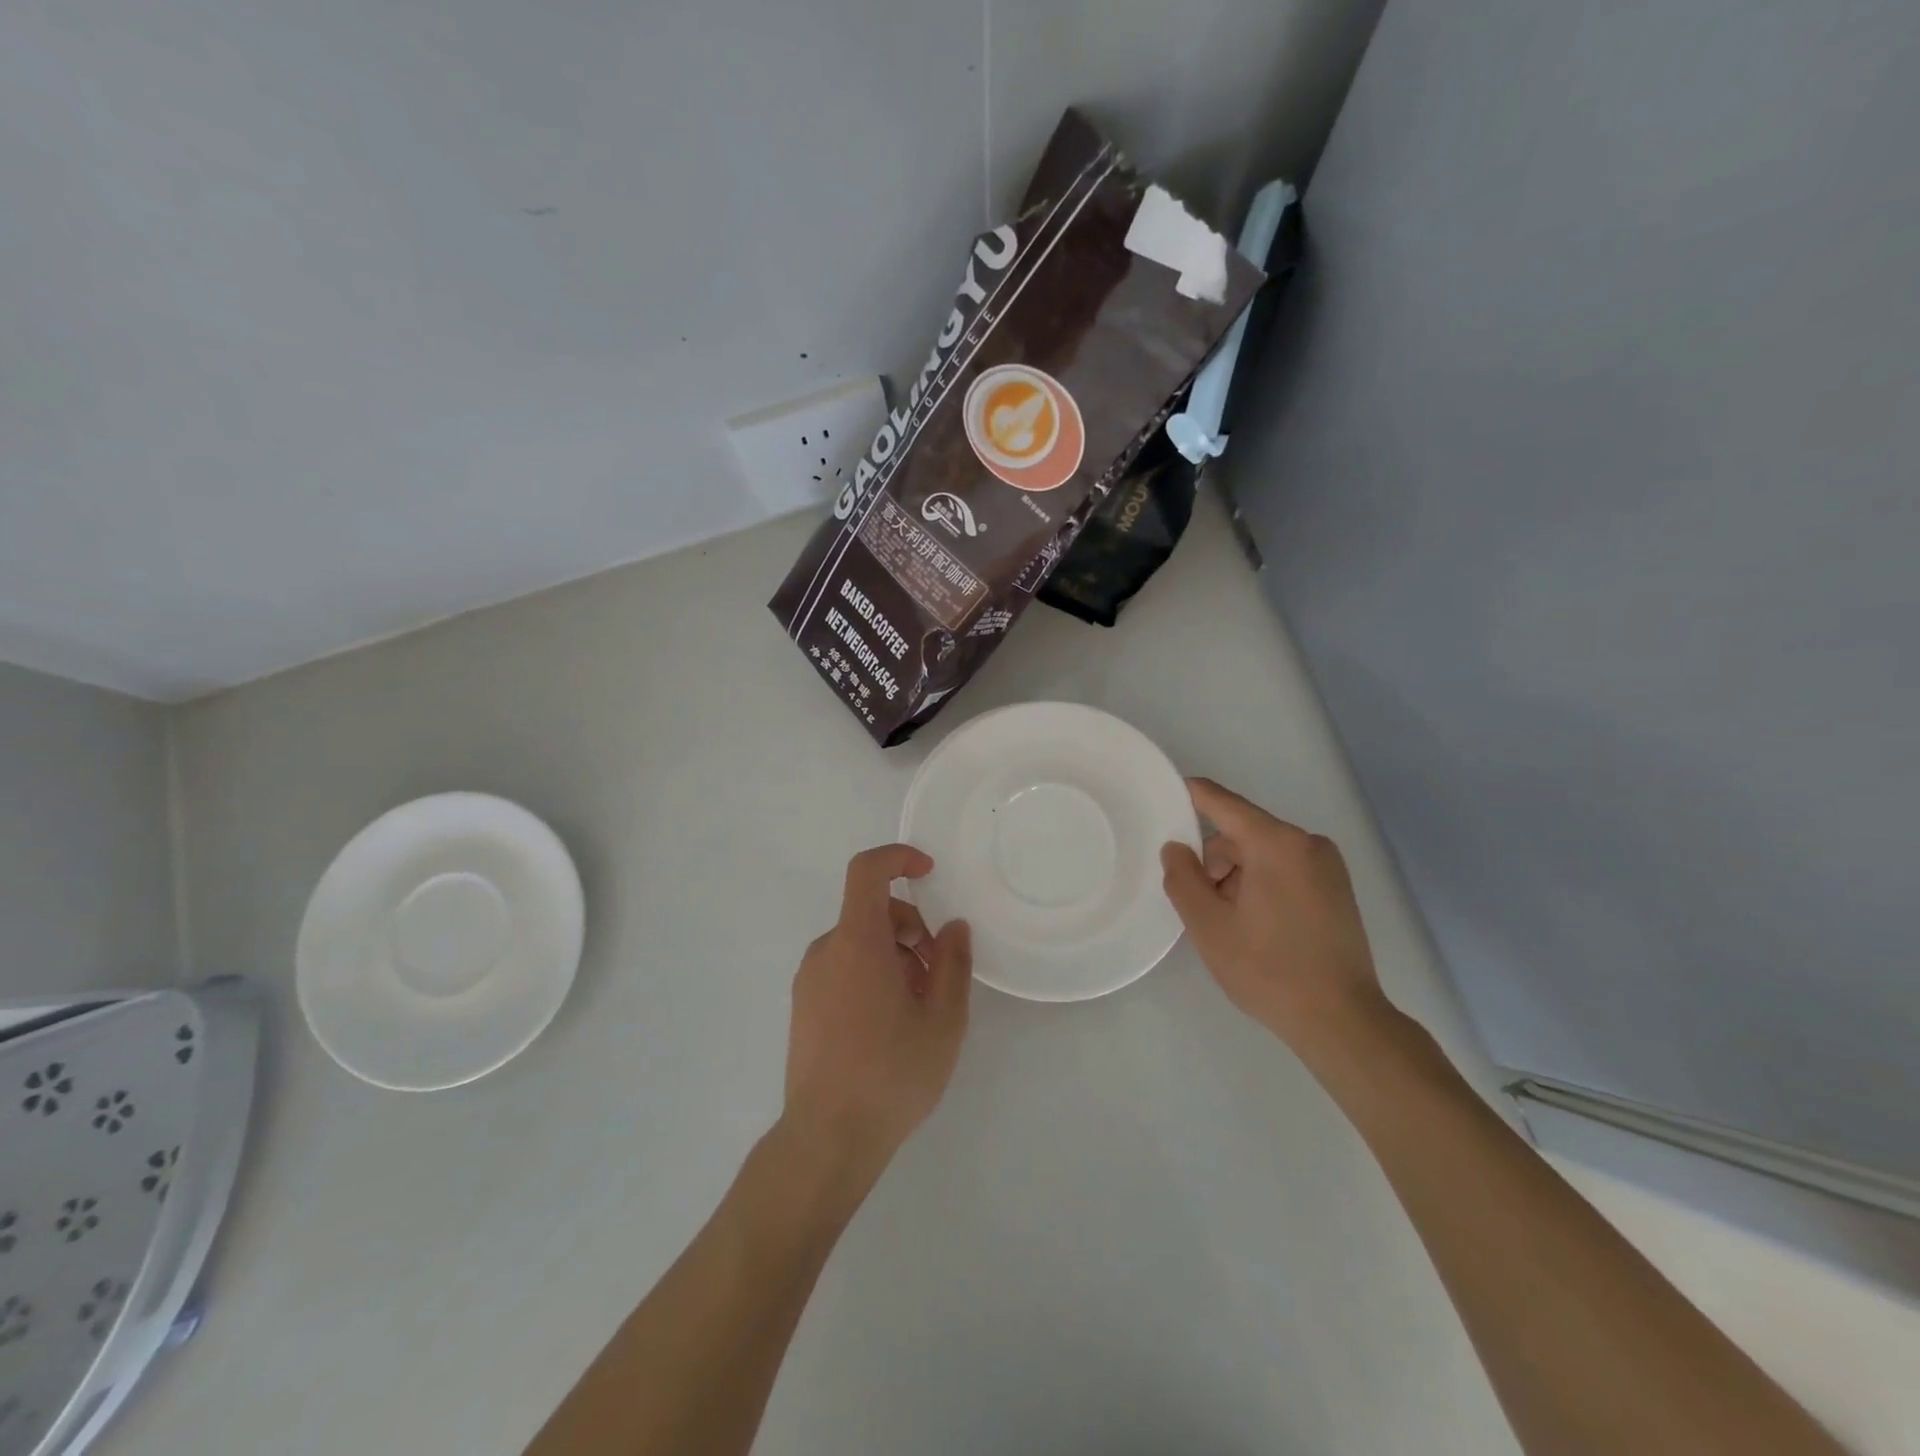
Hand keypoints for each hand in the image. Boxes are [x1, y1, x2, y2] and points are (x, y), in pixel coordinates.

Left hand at [781, 845, 971, 1183]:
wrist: (827, 1139)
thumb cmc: (891, 1074)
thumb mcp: (943, 1019)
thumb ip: (953, 962)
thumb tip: (952, 926)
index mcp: (857, 942)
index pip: (868, 871)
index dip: (898, 858)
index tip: (929, 872)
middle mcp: (826, 951)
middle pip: (872, 912)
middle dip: (912, 929)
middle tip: (938, 975)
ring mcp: (809, 979)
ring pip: (860, 943)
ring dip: (895, 956)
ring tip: (918, 1008)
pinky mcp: (803, 1006)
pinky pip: (843, 967)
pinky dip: (872, 974)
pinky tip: (890, 1024)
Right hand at [1160, 778, 1390, 1057]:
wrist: (1342, 1021)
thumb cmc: (1268, 969)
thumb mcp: (1208, 925)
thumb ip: (1182, 878)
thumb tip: (1176, 848)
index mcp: (1276, 843)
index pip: (1222, 803)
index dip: (1191, 795)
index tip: (1164, 794)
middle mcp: (1307, 843)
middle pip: (1242, 834)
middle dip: (1214, 861)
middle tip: (1199, 904)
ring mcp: (1328, 866)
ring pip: (1262, 854)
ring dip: (1236, 877)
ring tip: (1229, 924)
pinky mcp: (1337, 889)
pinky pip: (1285, 870)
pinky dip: (1261, 885)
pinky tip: (1255, 926)